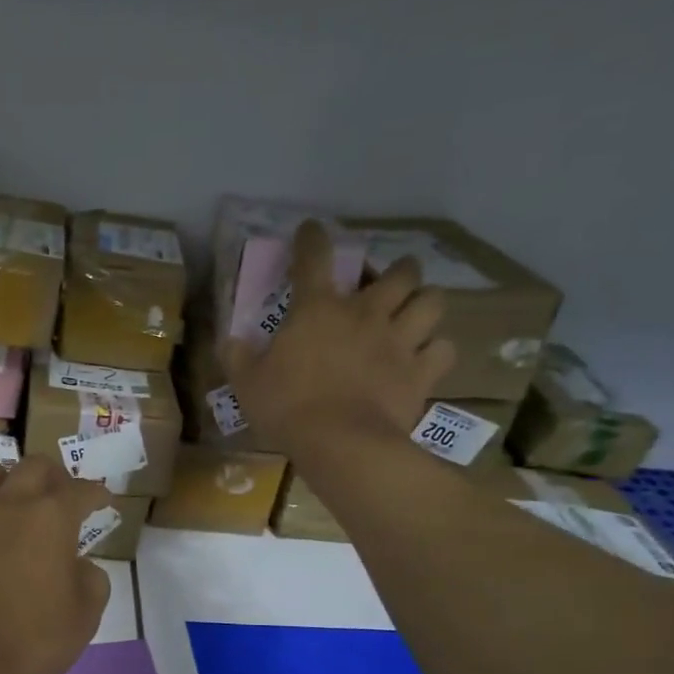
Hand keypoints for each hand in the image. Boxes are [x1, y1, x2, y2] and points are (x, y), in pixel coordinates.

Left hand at [0, 455, 112, 673]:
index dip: (96, 493)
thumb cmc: (30, 641)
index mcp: (50, 519)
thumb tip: (79, 566)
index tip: (103, 500)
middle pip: (32, 466)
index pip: (81, 491)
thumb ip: (91, 581)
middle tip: (58, 492)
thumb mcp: (84, 618)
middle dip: (52, 474)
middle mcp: (6, 506)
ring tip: (0, 491)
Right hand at [222, 219, 454, 459]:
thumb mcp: (246, 383)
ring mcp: (399, 341)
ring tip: (417, 312)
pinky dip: (437, 350)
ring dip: (425, 302)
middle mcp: (365, 314)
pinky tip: (427, 357)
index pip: (314, 257)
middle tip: (391, 281)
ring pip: (433, 302)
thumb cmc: (288, 408)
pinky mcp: (421, 372)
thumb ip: (237, 357)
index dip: (313, 237)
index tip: (312, 229)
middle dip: (398, 270)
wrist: (341, 444)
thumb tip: (230, 341)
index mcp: (317, 309)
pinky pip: (444, 349)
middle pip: (399, 272)